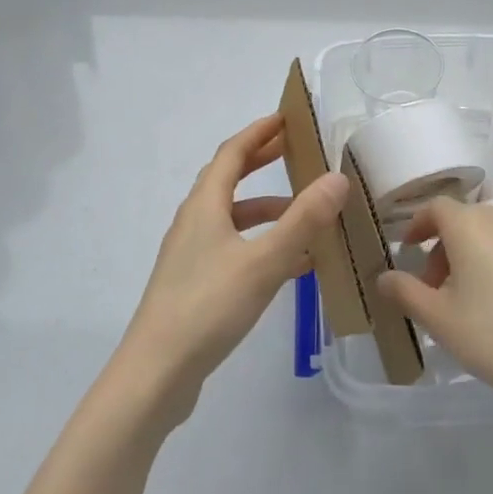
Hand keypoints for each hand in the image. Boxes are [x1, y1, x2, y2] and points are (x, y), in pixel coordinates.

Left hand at [117, 114, 347, 427]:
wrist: (155, 375)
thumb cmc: (208, 307)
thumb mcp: (264, 261)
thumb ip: (303, 220)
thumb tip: (337, 178)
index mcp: (205, 205)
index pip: (232, 153)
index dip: (258, 132)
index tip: (285, 118)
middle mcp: (194, 222)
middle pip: (229, 179)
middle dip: (261, 162)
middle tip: (294, 151)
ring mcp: (191, 255)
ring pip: (233, 217)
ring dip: (267, 208)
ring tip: (304, 213)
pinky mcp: (195, 284)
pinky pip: (234, 248)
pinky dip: (262, 244)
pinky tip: (291, 265)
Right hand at [377, 197, 492, 417]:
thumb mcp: (438, 319)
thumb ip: (405, 292)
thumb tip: (383, 278)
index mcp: (471, 225)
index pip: (436, 208)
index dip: (418, 224)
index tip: (407, 249)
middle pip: (465, 221)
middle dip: (444, 247)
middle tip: (434, 287)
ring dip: (474, 255)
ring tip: (469, 299)